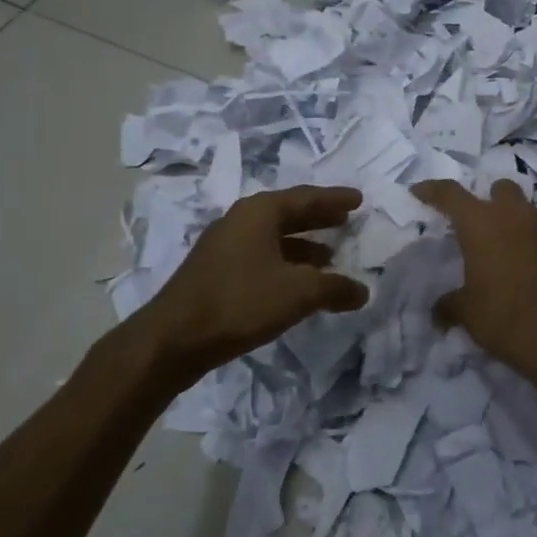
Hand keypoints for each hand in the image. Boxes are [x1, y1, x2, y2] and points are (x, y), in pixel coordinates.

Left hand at [140, 185, 369, 374]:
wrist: (174, 339)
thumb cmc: (241, 302)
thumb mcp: (298, 293)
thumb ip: (335, 288)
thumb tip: (362, 291)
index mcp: (259, 212)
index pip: (306, 197)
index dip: (335, 199)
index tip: (358, 200)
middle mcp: (240, 221)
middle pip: (288, 213)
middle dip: (318, 218)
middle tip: (345, 220)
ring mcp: (223, 246)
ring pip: (272, 237)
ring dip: (302, 245)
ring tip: (329, 257)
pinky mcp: (215, 272)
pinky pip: (260, 256)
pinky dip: (284, 263)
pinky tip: (296, 284)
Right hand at [411, 178, 536, 375]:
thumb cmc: (504, 316)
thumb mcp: (467, 312)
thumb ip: (449, 305)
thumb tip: (439, 312)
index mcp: (481, 223)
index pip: (450, 194)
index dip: (432, 190)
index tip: (419, 191)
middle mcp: (513, 216)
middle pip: (499, 189)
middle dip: (487, 198)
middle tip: (474, 222)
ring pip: (524, 209)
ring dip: (510, 219)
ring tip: (498, 247)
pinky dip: (528, 241)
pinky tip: (521, 265)